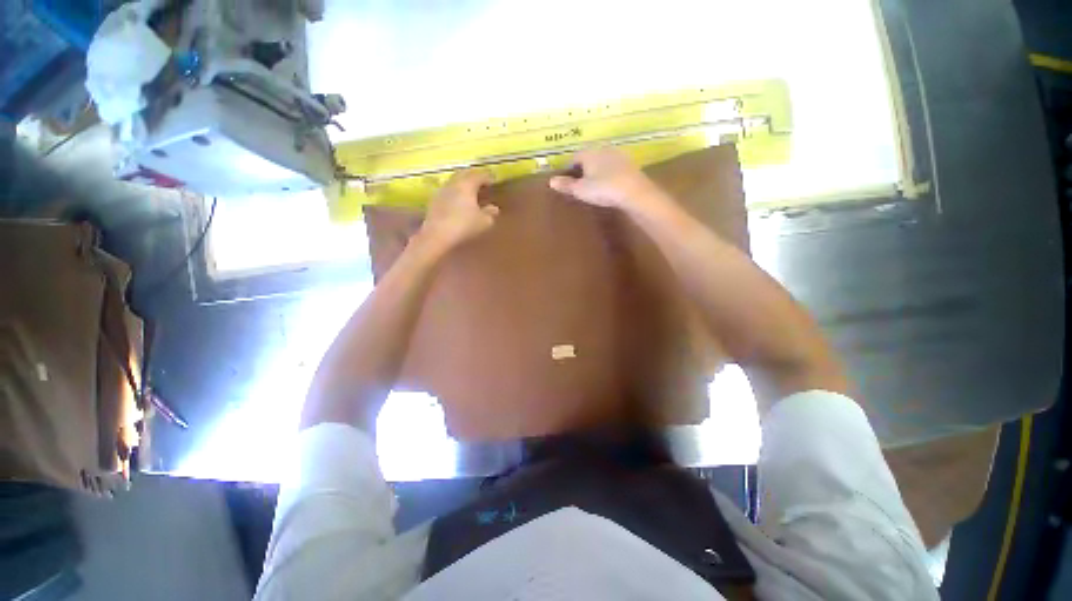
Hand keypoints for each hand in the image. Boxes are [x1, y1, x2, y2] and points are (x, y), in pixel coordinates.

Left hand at [419, 169, 498, 249]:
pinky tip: (458, 202)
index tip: (494, 180)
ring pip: (454, 181)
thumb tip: (494, 208)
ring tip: (470, 192)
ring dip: (463, 184)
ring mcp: (442, 191)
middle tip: (481, 182)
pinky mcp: (434, 201)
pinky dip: (455, 193)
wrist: (437, 235)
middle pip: (464, 174)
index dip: (488, 177)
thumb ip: (490, 213)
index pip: (479, 175)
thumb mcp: (483, 222)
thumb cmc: (464, 226)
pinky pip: (448, 191)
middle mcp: (453, 183)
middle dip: (473, 176)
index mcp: (467, 184)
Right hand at [548, 147, 659, 211]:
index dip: (569, 168)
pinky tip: (609, 184)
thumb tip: (551, 181)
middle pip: (589, 157)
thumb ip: (566, 185)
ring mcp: (618, 155)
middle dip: (583, 168)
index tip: (567, 180)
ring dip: (597, 170)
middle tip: (580, 183)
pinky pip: (614, 166)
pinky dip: (609, 173)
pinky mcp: (629, 164)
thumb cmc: (603, 189)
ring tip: (594, 184)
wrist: (633, 191)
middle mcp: (603, 149)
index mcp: (589, 153)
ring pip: (602, 161)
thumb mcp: (581, 190)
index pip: (574, 157)